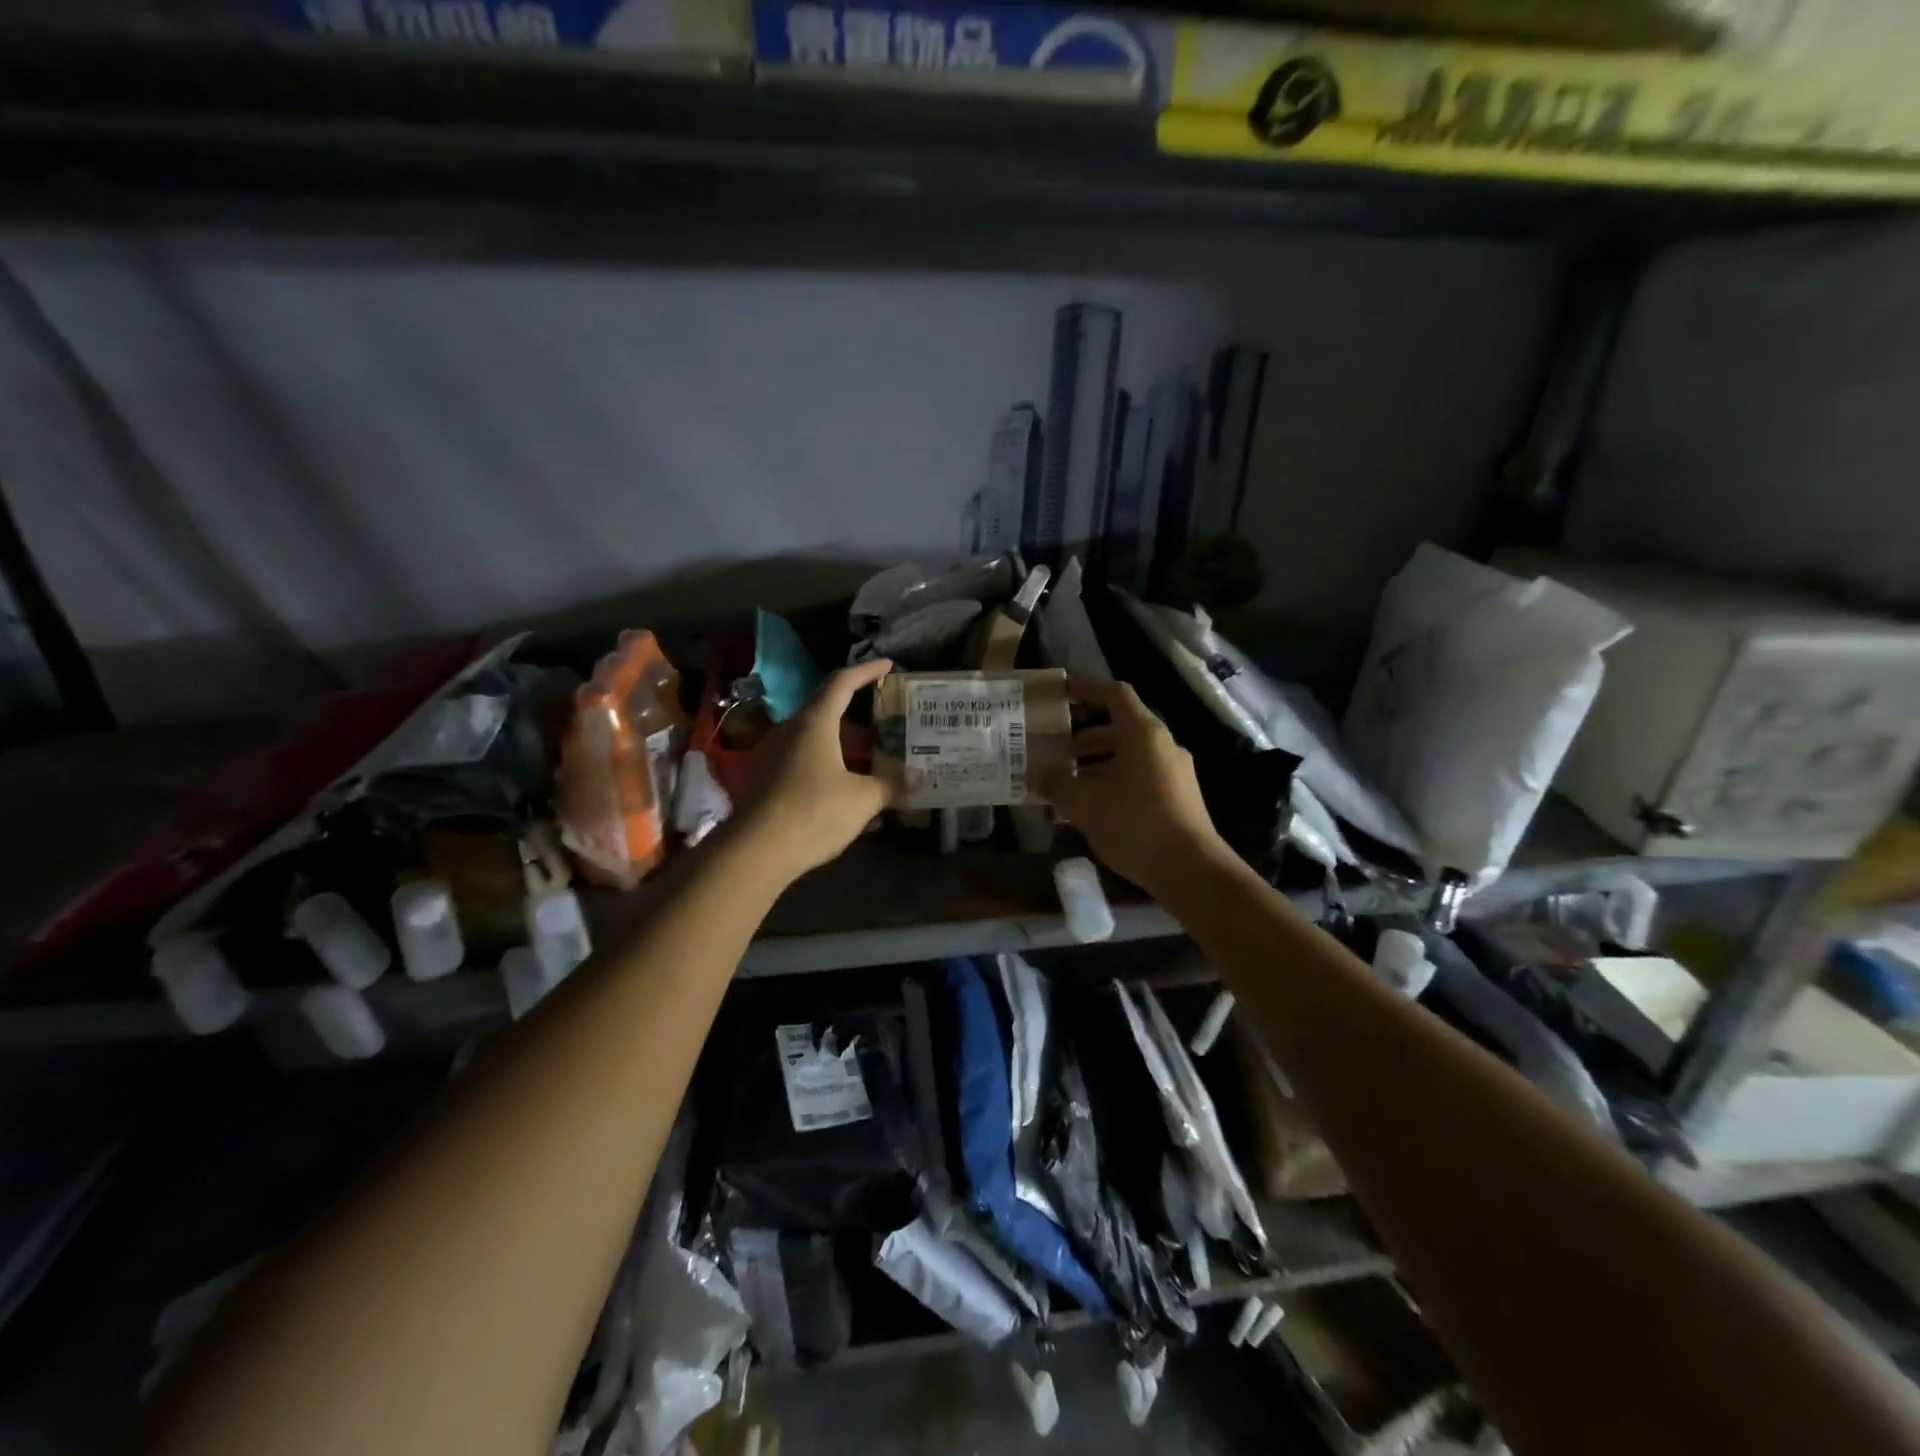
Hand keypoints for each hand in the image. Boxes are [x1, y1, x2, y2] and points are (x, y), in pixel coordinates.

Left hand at [734, 658, 898, 883]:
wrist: (757, 851)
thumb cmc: (814, 812)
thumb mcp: (863, 799)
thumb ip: (891, 785)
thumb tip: (918, 776)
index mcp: (815, 722)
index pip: (842, 683)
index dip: (866, 671)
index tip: (888, 665)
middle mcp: (790, 730)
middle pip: (826, 710)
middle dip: (856, 714)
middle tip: (884, 721)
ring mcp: (772, 754)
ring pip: (813, 737)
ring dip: (840, 742)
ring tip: (868, 755)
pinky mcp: (764, 779)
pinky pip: (801, 759)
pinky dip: (825, 762)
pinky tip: (842, 783)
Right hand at [1041, 676, 1230, 898]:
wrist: (1191, 870)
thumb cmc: (1135, 825)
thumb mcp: (1085, 804)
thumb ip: (1057, 785)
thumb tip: (1036, 775)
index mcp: (1143, 734)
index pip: (1115, 694)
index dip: (1087, 688)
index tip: (1063, 692)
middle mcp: (1163, 745)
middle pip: (1121, 727)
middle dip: (1086, 737)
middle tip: (1057, 749)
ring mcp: (1175, 771)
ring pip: (1130, 755)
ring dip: (1099, 762)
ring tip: (1069, 782)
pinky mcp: (1179, 796)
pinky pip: (1141, 776)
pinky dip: (1115, 780)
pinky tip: (1094, 807)